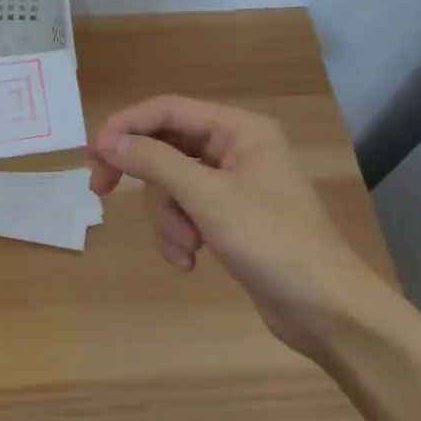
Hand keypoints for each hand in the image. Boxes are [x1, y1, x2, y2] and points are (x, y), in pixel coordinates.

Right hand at [87, 95, 407, 358]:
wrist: (328, 311)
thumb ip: (155, 162)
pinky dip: (179, 235)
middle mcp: (234, 148)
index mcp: (239, 129)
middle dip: (146, 182)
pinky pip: (185, 213)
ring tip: (185, 250)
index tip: (93, 155)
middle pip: (164, 148)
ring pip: (170, 186)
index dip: (125, 126)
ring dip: (167, 220)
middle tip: (101, 191)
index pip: (167, 110)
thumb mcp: (208, 198)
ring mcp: (232, 185)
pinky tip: (191, 262)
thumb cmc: (273, 242)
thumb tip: (107, 140)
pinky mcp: (228, 218)